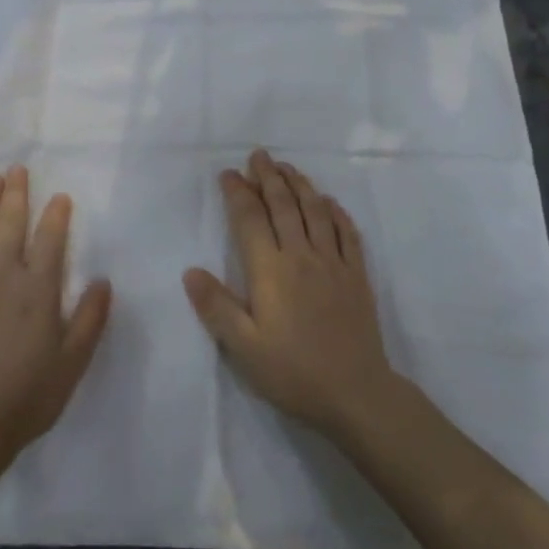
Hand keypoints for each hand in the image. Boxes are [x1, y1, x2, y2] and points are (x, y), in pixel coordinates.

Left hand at [0, 165, 111, 465]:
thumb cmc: (29, 393)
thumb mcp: (74, 361)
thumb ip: (91, 318)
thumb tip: (103, 280)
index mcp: (38, 290)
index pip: (50, 242)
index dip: (56, 216)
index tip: (59, 196)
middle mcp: (4, 278)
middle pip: (10, 227)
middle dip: (16, 196)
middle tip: (16, 169)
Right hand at [183, 149, 398, 439]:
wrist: (356, 393)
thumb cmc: (293, 371)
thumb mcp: (244, 347)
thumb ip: (216, 307)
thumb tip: (191, 271)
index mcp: (270, 270)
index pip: (250, 219)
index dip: (237, 193)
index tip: (228, 174)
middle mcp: (302, 256)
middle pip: (283, 205)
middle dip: (268, 177)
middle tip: (258, 155)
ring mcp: (334, 263)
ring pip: (316, 212)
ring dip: (300, 185)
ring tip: (287, 168)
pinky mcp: (357, 276)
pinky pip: (347, 234)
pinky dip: (336, 212)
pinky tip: (329, 202)